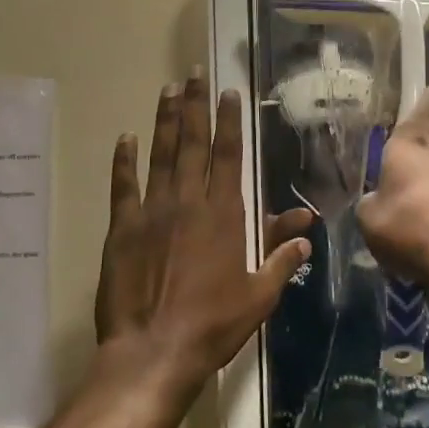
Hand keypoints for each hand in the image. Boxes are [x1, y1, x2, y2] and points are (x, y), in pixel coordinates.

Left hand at [96, 73, 312, 391]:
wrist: (154, 351)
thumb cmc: (213, 324)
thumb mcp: (260, 294)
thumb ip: (281, 258)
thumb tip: (306, 230)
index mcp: (224, 215)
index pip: (228, 156)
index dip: (229, 122)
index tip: (228, 93)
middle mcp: (188, 203)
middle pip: (193, 145)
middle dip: (195, 107)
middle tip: (193, 76)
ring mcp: (151, 213)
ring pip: (160, 156)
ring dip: (165, 122)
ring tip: (167, 91)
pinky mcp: (122, 230)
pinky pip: (123, 187)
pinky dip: (124, 161)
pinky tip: (125, 139)